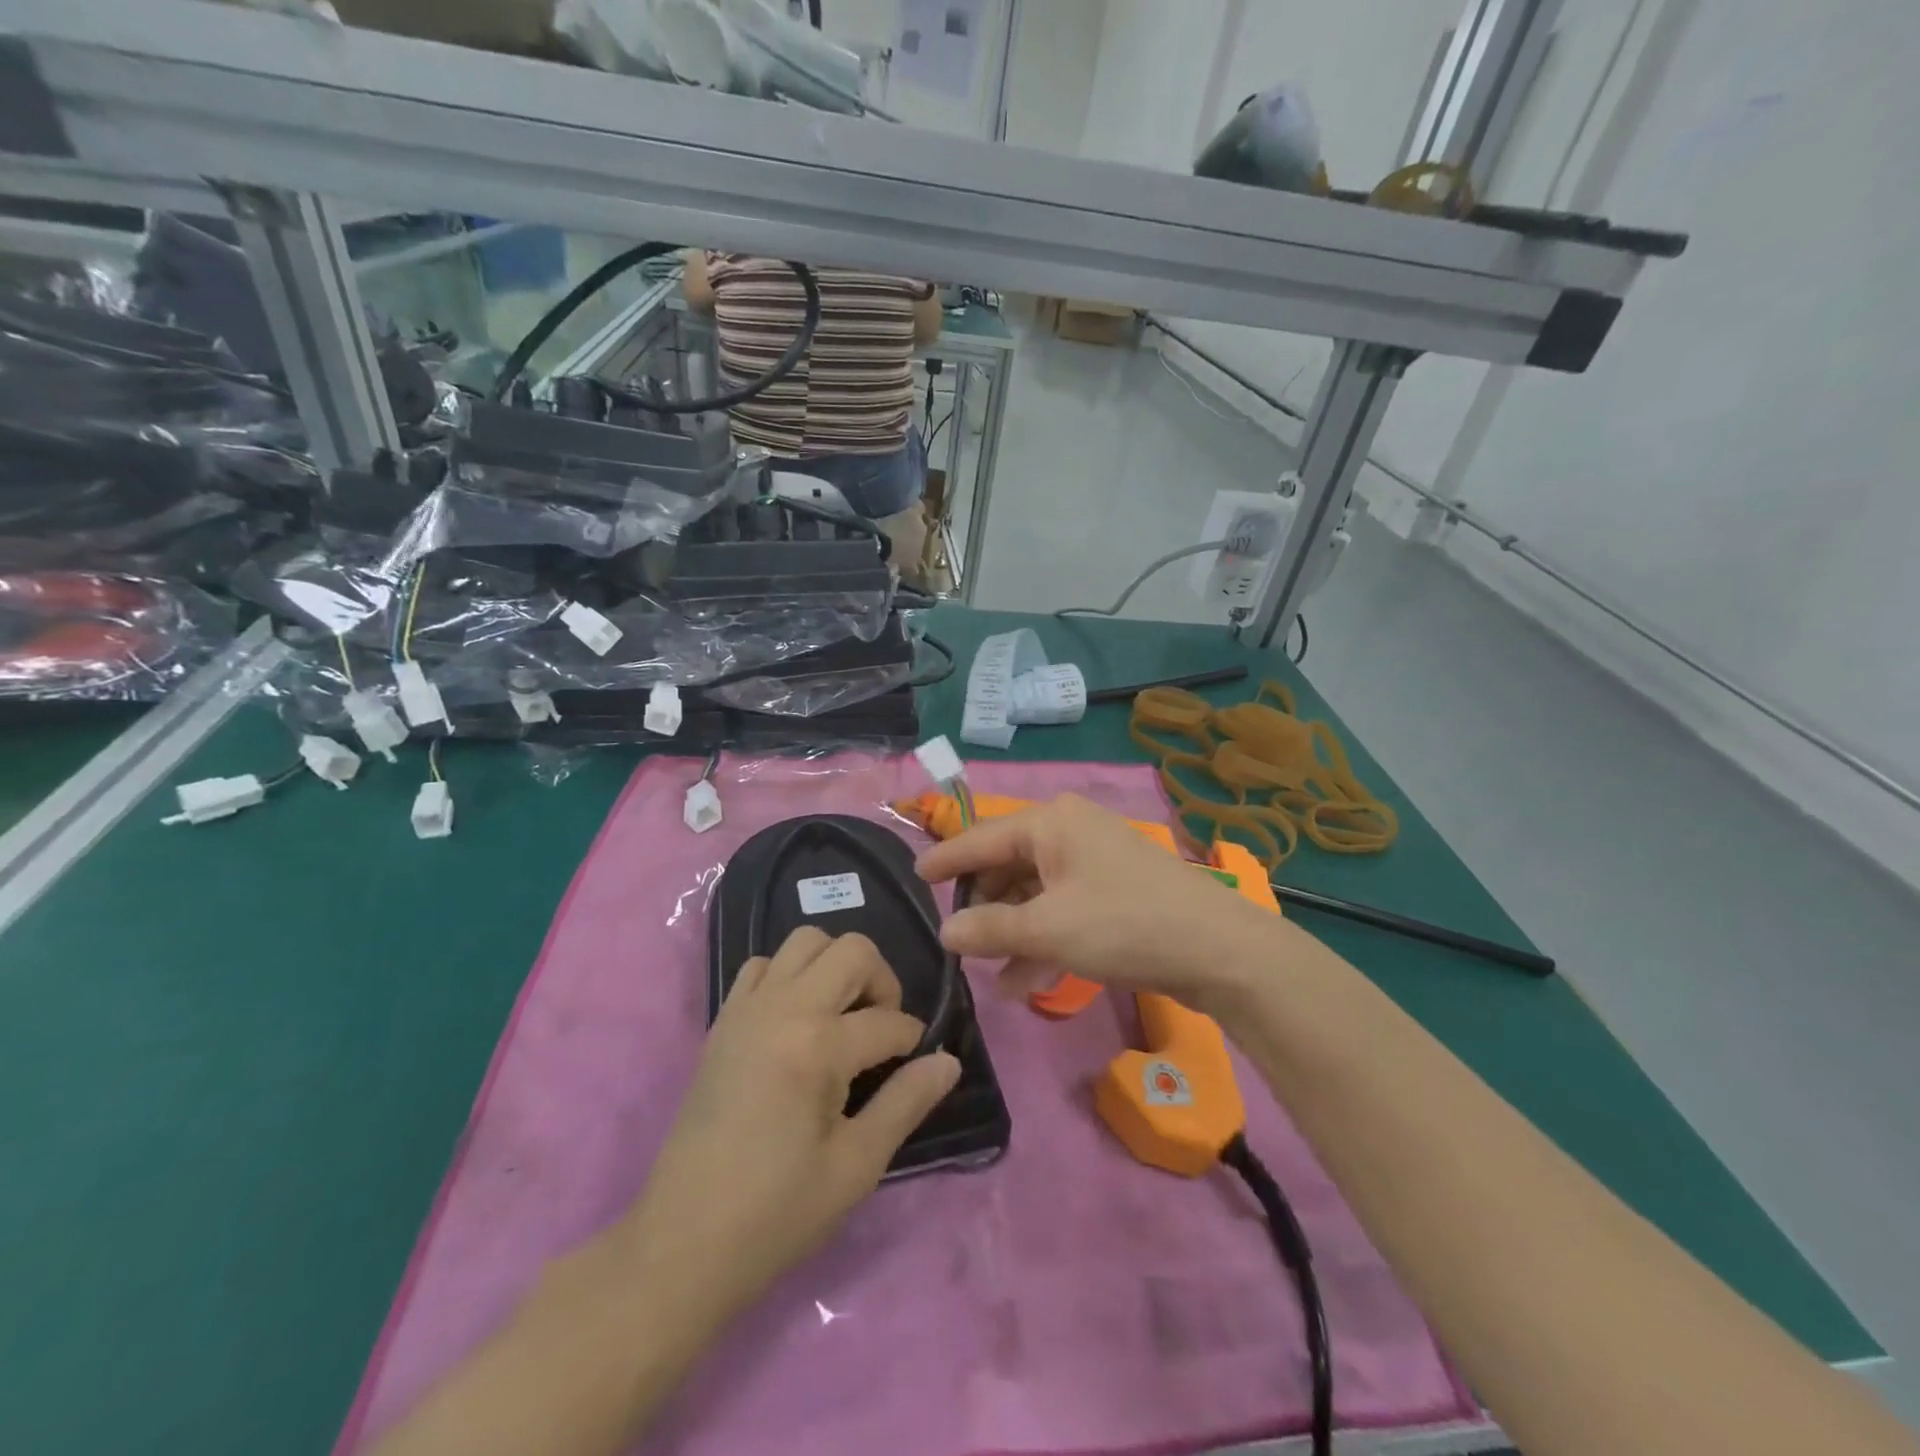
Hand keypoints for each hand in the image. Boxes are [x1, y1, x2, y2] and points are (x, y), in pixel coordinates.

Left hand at [619, 927, 960, 1332]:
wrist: (683, 1242)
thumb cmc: (777, 1212)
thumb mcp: (856, 1166)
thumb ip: (906, 1102)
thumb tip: (948, 1061)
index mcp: (817, 1046)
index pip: (888, 1022)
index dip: (913, 1042)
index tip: (915, 1067)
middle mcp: (783, 1008)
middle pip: (852, 950)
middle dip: (882, 982)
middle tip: (882, 1031)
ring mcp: (747, 1008)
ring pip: (805, 941)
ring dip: (836, 966)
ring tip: (842, 1017)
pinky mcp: (723, 1020)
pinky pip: (762, 965)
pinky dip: (788, 975)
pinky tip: (796, 1021)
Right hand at [917, 794, 1278, 1014]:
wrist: (1219, 950)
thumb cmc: (1124, 924)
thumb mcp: (1048, 929)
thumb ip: (990, 929)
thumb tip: (946, 932)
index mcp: (1050, 822)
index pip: (980, 838)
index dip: (945, 859)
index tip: (914, 876)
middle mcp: (1070, 830)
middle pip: (1008, 865)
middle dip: (983, 906)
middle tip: (957, 939)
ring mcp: (1095, 860)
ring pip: (1035, 892)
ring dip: (1012, 932)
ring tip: (988, 974)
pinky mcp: (1114, 891)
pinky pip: (1062, 908)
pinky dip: (1043, 939)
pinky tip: (1025, 982)